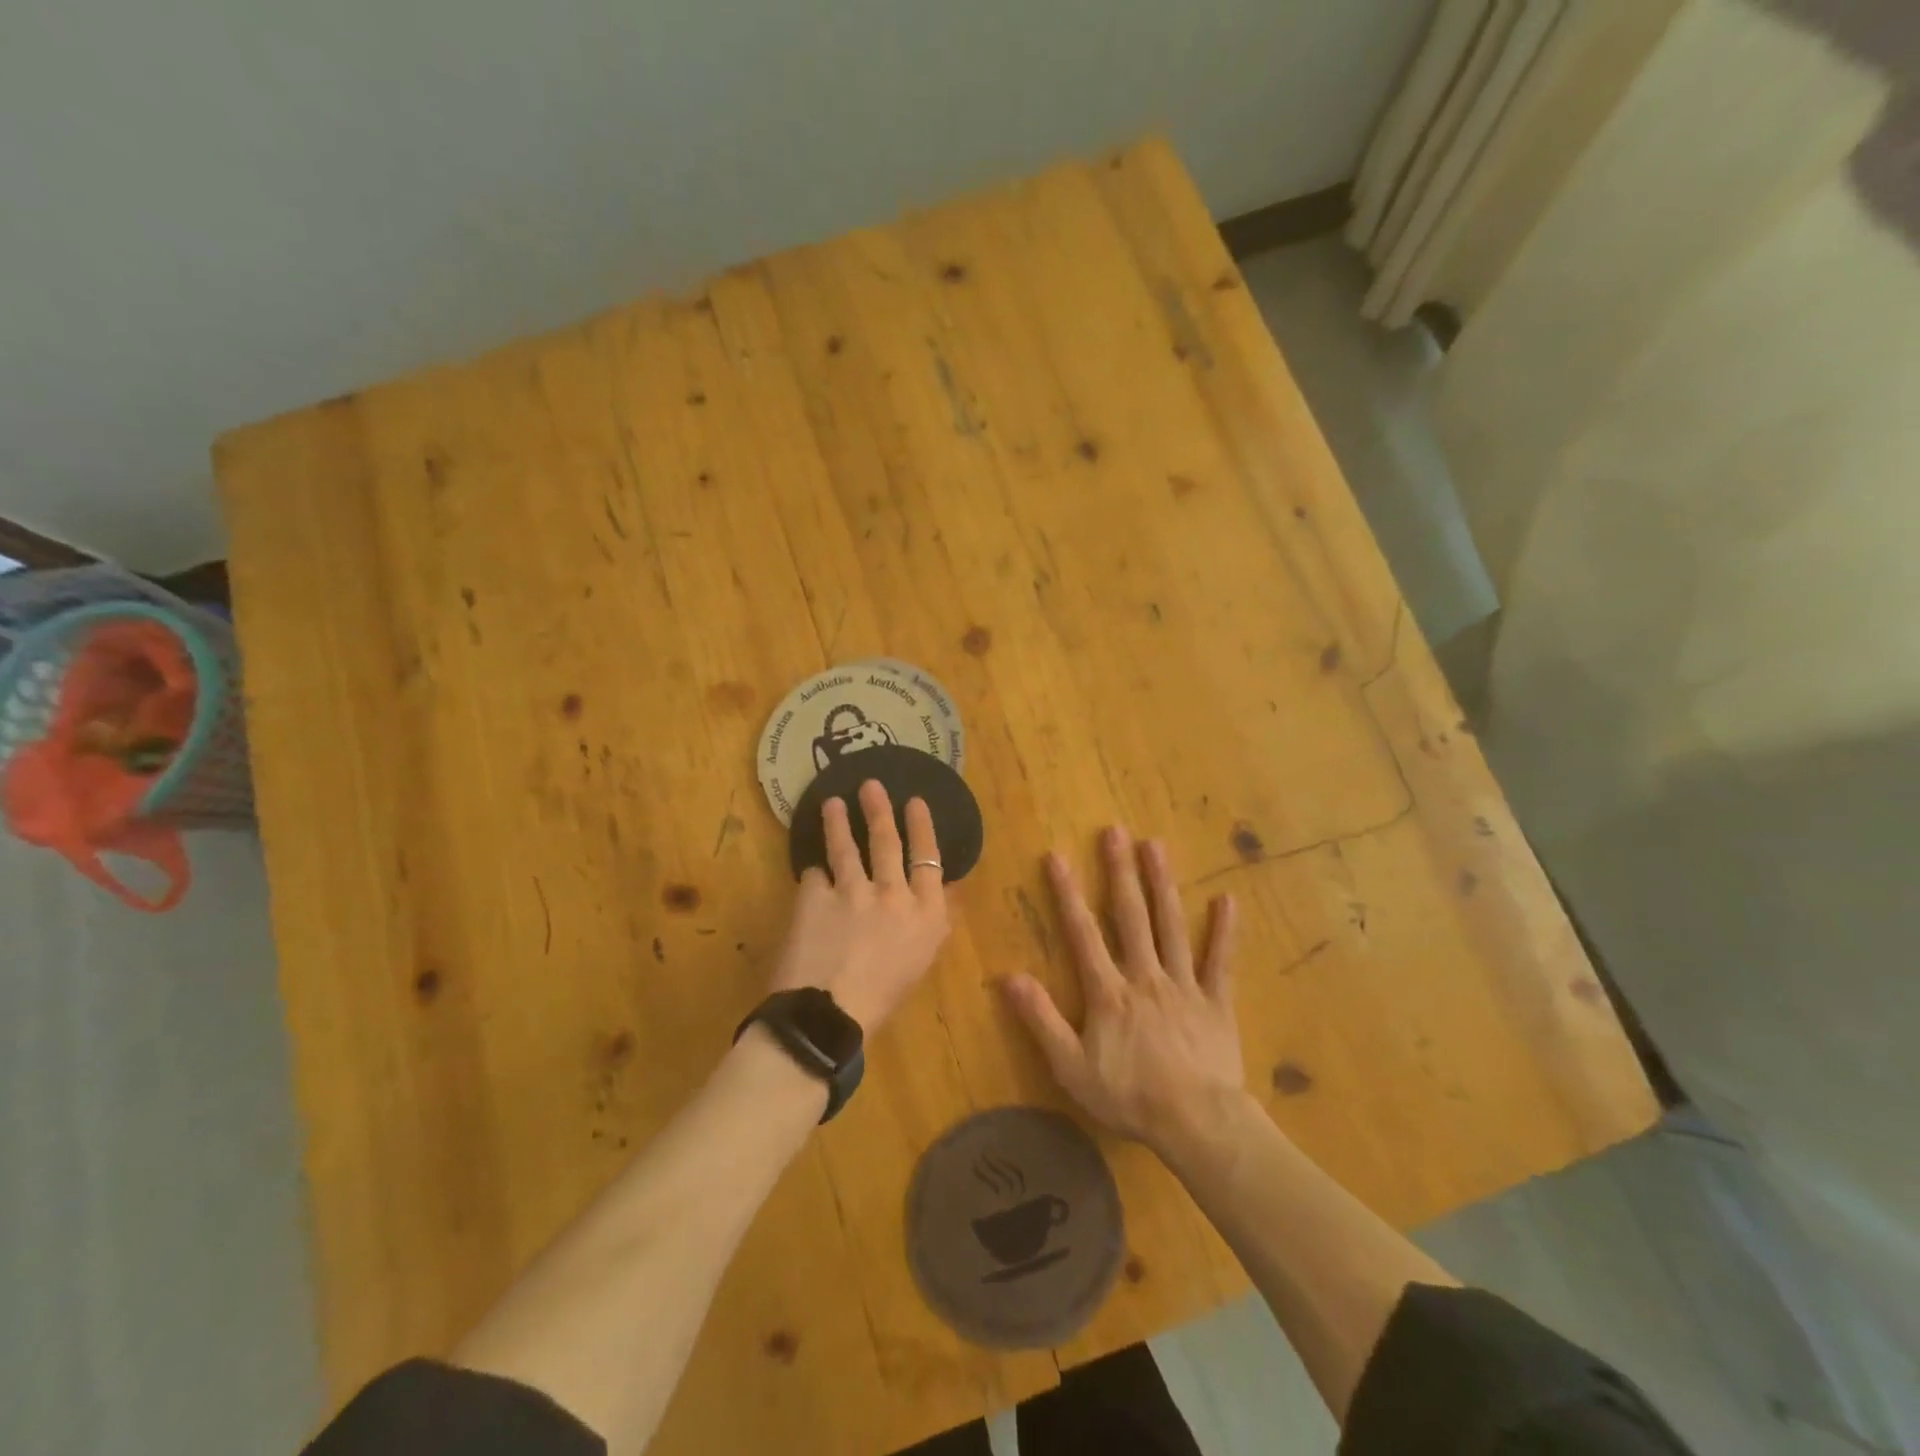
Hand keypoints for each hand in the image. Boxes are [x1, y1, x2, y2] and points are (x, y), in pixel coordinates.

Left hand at [767, 780, 950, 1031]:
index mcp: (926, 914)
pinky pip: (814, 876)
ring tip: (832, 803)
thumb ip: (933, 918)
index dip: (922, 827)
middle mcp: (893, 894)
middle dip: (879, 809)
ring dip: (838, 821)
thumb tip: (943, 887)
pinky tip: (810, 879)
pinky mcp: (814, 895)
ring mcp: (852, 891)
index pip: (929, 858)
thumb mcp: (921, 960)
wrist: (827, 1019)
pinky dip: (814, 877)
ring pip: (846, 846)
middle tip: (871, 784)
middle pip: (887, 841)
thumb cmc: (881, 999)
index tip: (915, 802)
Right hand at [1003, 828, 1243, 1151]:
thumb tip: (1009, 977)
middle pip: (1131, 916)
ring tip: (1156, 846)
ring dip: (1162, 885)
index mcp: (1109, 992)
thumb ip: (1042, 1020)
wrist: (1197, 1125)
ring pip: (1172, 926)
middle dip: (1120, 872)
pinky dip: (1224, 931)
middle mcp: (1145, 976)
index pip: (1083, 933)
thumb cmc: (1129, 1097)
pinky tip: (1227, 899)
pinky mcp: (1216, 1001)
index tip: (1058, 856)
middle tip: (1115, 832)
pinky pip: (1220, 962)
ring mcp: (1184, 985)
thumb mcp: (1071, 1068)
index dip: (1068, 894)